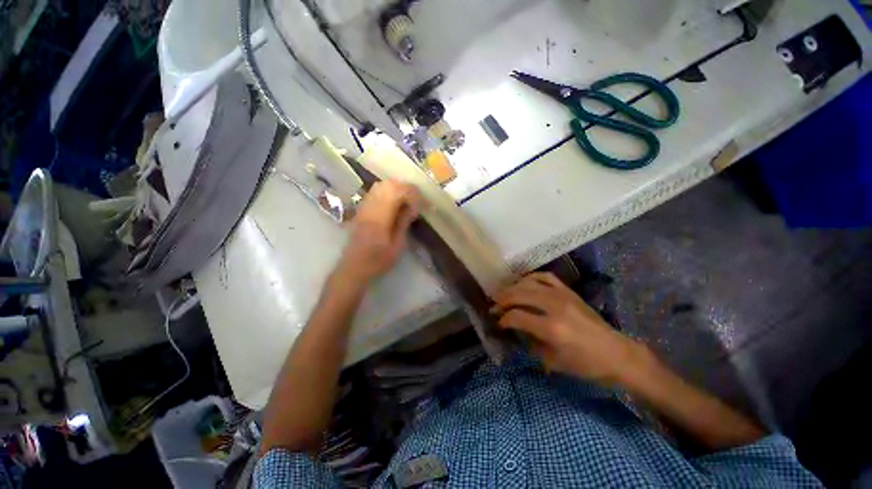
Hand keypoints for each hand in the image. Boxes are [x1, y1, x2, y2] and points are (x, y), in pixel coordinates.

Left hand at [336, 180, 420, 283]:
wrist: (353, 268)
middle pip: (387, 184)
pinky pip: (374, 193)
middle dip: (404, 188)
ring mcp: (363, 207)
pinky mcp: (360, 210)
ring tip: (404, 203)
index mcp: (380, 217)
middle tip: (413, 202)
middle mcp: (370, 207)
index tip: (419, 203)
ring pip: (380, 186)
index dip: (411, 192)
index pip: (396, 192)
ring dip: (395, 190)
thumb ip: (403, 223)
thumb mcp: (397, 246)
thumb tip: (412, 207)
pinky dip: (386, 193)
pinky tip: (392, 205)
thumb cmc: (378, 261)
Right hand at [492, 272, 648, 385]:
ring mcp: (562, 295)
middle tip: (494, 306)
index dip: (503, 319)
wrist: (616, 354)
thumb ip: (529, 342)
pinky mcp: (569, 291)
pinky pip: (545, 277)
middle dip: (502, 300)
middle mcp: (555, 307)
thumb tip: (513, 329)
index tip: (498, 323)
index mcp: (552, 328)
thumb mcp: (553, 361)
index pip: (516, 316)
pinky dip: (531, 278)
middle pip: (519, 295)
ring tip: (504, 295)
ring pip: (529, 283)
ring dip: (512, 288)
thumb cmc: (585, 364)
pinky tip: (523, 283)